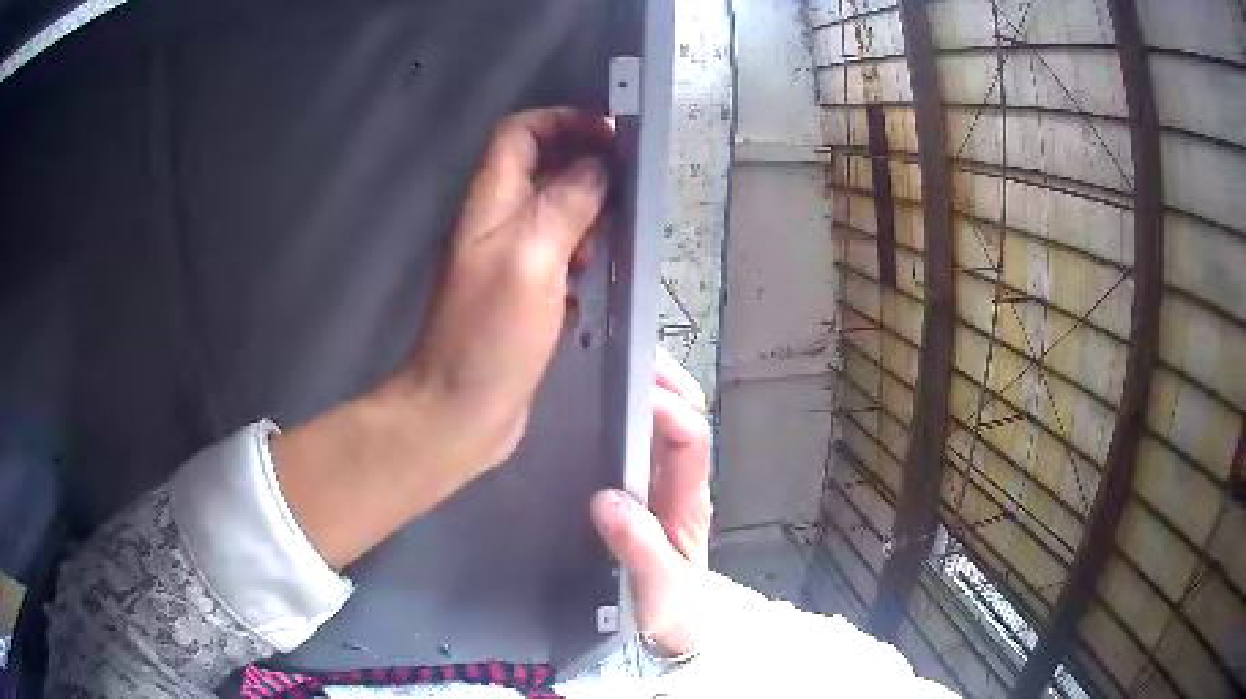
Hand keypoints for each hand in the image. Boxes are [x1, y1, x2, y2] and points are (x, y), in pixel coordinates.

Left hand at [399, 107, 613, 472]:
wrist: (461, 411)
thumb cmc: (489, 336)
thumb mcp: (531, 259)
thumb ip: (565, 204)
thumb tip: (599, 166)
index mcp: (490, 203)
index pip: (521, 133)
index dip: (564, 122)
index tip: (612, 138)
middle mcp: (497, 222)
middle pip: (544, 168)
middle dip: (587, 170)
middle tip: (623, 197)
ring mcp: (510, 259)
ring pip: (557, 212)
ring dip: (589, 216)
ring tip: (610, 244)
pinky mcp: (525, 294)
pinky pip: (560, 255)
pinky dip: (583, 257)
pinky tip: (595, 282)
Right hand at [591, 348, 711, 656]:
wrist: (677, 625)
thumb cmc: (673, 609)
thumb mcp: (658, 588)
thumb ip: (639, 550)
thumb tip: (607, 500)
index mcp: (688, 498)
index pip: (690, 436)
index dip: (669, 408)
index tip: (634, 390)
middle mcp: (677, 480)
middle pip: (679, 414)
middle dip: (660, 379)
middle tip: (620, 353)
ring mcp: (658, 483)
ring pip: (657, 422)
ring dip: (640, 388)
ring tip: (601, 364)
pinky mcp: (638, 489)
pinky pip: (632, 441)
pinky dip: (619, 413)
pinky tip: (588, 404)